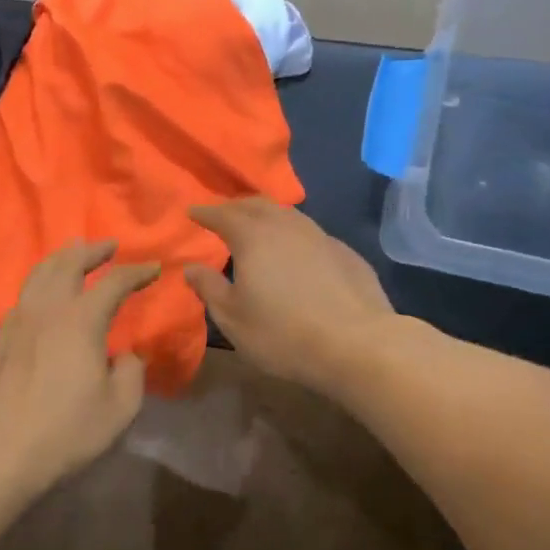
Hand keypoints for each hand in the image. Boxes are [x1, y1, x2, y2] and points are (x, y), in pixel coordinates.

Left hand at [0, 240, 158, 496]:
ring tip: (73, 254)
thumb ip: (131, 372)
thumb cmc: (66, 431)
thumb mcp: (119, 408)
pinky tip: (44, 294)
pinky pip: (23, 295)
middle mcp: (47, 310)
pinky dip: (39, 282)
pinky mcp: (0, 339)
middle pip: (68, 263)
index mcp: (80, 321)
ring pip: (38, 273)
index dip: (136, 272)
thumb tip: (125, 354)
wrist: (0, 453)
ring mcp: (18, 322)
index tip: (154, 268)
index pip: (113, 283)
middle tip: (108, 245)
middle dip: (91, 250)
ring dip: (61, 258)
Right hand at [183, 198, 394, 394]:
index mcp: (253, 237)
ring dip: (268, 216)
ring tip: (259, 228)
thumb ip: (209, 288)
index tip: (192, 211)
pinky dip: (294, 235)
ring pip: (288, 215)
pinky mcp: (346, 254)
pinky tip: (296, 252)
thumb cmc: (282, 333)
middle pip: (257, 205)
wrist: (357, 344)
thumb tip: (191, 268)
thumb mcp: (233, 318)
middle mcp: (287, 227)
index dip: (205, 212)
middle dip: (236, 206)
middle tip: (223, 215)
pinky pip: (311, 234)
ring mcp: (321, 237)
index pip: (223, 214)